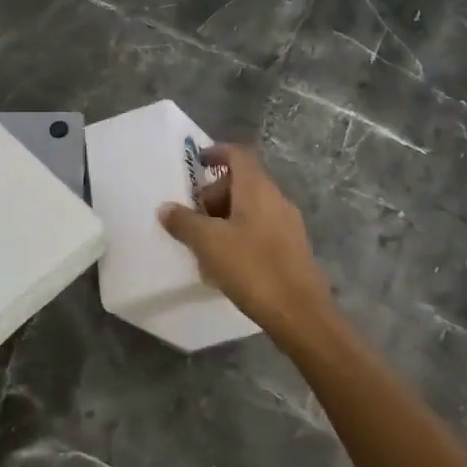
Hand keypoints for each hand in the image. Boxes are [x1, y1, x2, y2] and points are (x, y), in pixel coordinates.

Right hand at [160, 144, 336, 344]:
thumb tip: (165, 208)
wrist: (300, 313)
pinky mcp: (292, 247)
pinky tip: (226, 261)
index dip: (216, 153)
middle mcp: (276, 199)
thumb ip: (184, 222)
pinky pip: (260, 227)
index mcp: (257, 189)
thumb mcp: (208, 243)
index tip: (195, 163)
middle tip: (192, 214)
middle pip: (243, 181)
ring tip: (204, 241)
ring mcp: (288, 224)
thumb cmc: (252, 268)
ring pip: (251, 206)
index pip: (238, 155)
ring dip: (225, 215)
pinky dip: (240, 232)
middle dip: (214, 193)